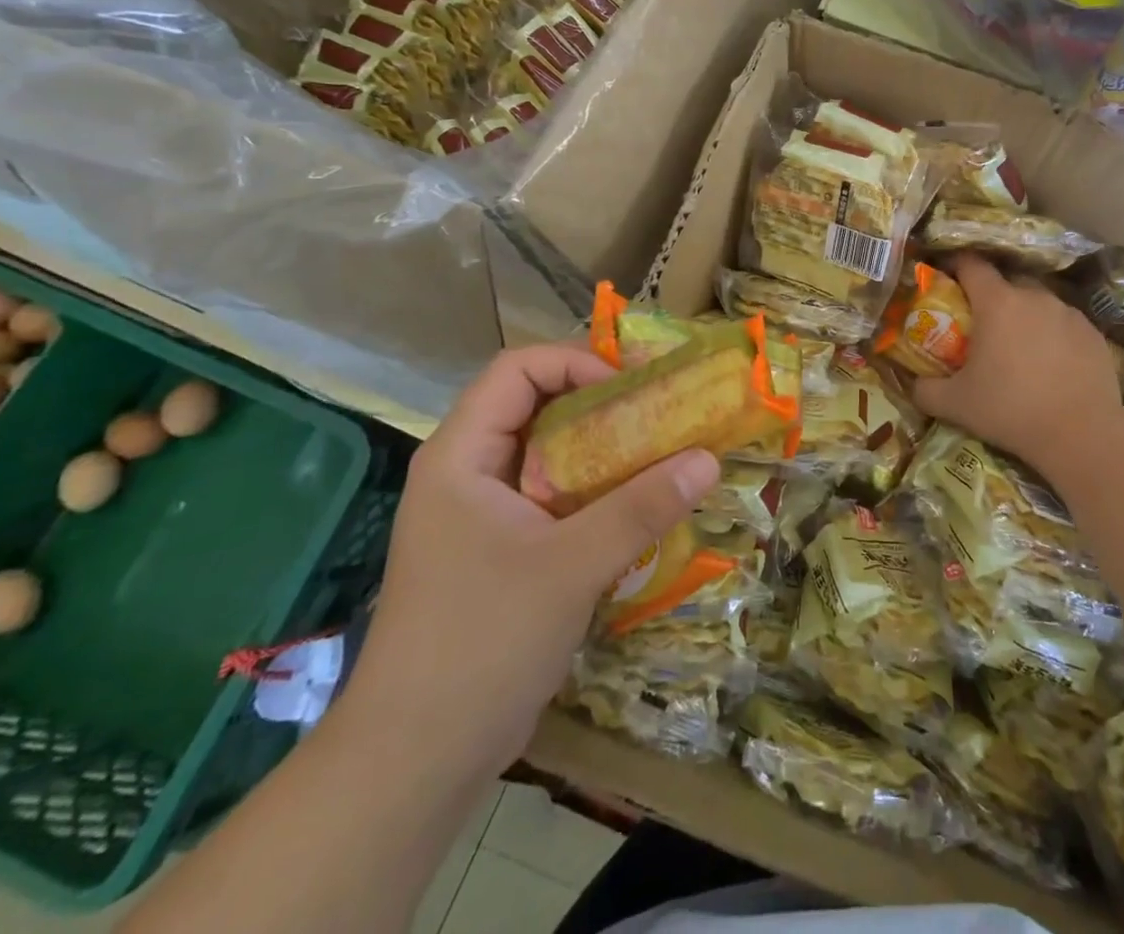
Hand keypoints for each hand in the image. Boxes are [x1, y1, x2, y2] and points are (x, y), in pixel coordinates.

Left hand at [342, 346, 720, 778]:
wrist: (414, 762)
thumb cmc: (482, 641)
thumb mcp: (572, 565)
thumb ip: (642, 507)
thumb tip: (709, 458)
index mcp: (461, 455)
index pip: (517, 369)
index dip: (576, 361)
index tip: (631, 388)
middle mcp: (466, 472)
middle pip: (535, 404)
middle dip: (599, 401)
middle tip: (659, 411)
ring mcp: (480, 514)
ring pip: (547, 452)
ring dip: (602, 447)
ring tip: (658, 453)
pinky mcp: (497, 551)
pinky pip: (551, 495)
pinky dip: (593, 489)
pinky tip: (634, 508)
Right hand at [913, 255, 1123, 477]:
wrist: (1082, 434)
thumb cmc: (1010, 410)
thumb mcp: (955, 405)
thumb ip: (926, 390)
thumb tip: (914, 384)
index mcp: (997, 302)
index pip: (971, 265)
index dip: (956, 266)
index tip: (947, 280)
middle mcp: (1034, 297)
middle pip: (1007, 282)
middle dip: (992, 297)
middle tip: (982, 326)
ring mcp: (1068, 313)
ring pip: (1038, 303)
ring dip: (1025, 317)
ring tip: (1019, 349)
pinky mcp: (1093, 333)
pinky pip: (1064, 324)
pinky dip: (1053, 336)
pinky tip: (1051, 365)